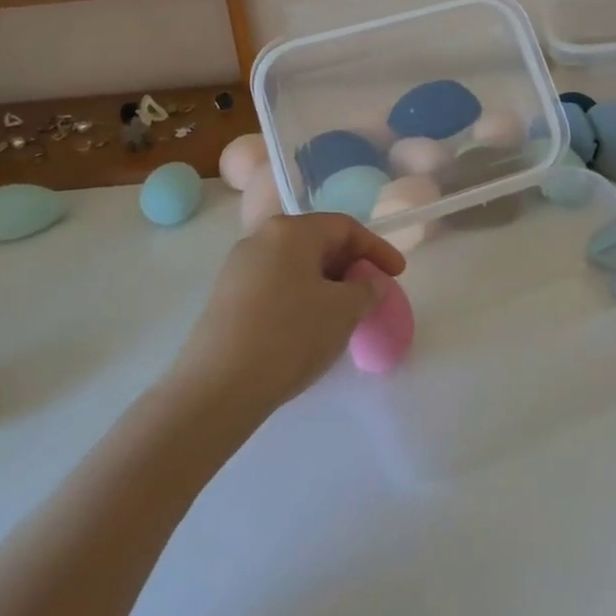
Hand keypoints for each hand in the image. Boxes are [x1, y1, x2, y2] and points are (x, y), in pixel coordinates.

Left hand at [164, 214, 406, 419]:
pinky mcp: (225, 297)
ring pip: (295, 265)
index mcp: (291, 230)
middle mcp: (261, 238)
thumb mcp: (343, 311)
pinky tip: (308, 328)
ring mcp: (238, 267)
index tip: (398, 275)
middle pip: (318, 242)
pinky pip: (275, 285)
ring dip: (326, 284)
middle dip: (351, 266)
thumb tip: (370, 283)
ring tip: (343, 315)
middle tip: (371, 294)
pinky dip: (300, 298)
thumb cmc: (289, 336)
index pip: (345, 227)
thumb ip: (367, 289)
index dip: (377, 249)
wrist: (216, 388)